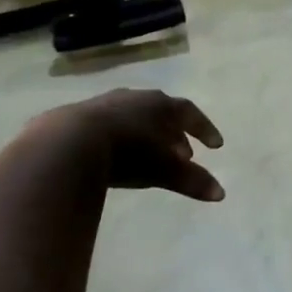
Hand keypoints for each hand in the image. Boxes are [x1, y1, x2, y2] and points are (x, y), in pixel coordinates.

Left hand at [39, 89, 224, 201]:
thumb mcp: (164, 169)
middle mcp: (136, 98)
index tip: (216, 146)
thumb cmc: (128, 152)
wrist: (69, 143)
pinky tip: (116, 156)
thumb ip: (192, 180)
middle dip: (175, 134)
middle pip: (163, 113)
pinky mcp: (79, 116)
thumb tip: (221, 194)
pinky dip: (121, 138)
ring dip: (148, 135)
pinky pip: (109, 125)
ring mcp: (105, 103)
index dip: (205, 129)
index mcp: (160, 104)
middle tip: (183, 156)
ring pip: (134, 116)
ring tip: (150, 157)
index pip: (191, 112)